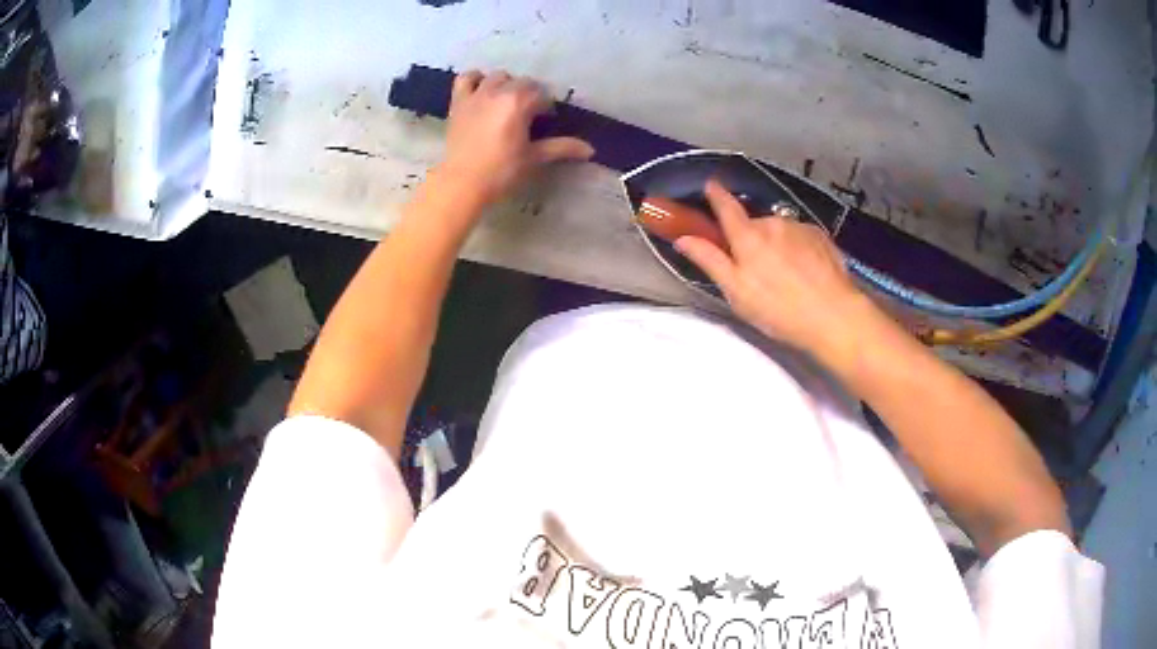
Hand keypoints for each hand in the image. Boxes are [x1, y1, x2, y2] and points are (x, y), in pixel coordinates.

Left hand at [438, 70, 594, 204]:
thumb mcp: (534, 158)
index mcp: (520, 102)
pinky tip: (482, 90)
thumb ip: (562, 147)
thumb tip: (590, 149)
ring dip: (507, 85)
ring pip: (498, 76)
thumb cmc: (501, 171)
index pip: (542, 95)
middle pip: (523, 82)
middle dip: (530, 95)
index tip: (545, 123)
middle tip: (528, 116)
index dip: (547, 108)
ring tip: (507, 103)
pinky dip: (476, 79)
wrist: (462, 183)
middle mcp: (499, 91)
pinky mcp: (458, 101)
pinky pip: (466, 78)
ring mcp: (476, 94)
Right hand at [676, 180, 889, 366]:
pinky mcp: (821, 236)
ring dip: (776, 245)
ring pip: (779, 231)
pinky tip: (804, 272)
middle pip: (754, 224)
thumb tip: (682, 238)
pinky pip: (800, 237)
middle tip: (755, 269)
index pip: (726, 206)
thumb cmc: (779, 309)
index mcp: (748, 236)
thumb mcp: (737, 292)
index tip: (711, 185)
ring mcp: (799, 227)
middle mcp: (772, 223)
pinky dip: (797, 249)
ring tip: (784, 276)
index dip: (716, 195)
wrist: (833, 316)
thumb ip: (710, 261)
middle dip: (751, 239)